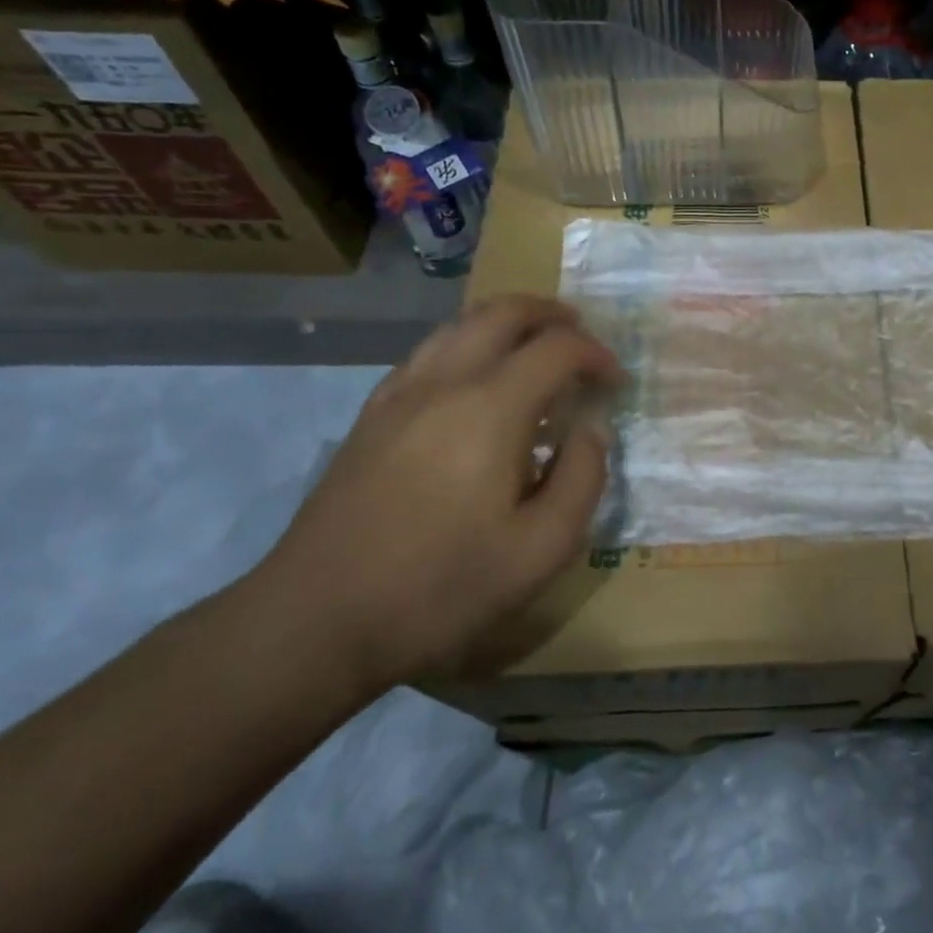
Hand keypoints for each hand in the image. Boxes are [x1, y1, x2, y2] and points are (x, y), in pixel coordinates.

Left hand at [254, 296, 621, 691]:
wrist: (316, 620)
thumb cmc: (441, 587)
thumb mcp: (541, 549)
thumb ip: (583, 478)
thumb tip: (592, 430)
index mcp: (491, 409)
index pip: (557, 348)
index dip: (596, 355)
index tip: (615, 382)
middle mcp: (444, 382)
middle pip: (503, 312)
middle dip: (552, 315)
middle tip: (582, 340)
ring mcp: (399, 395)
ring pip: (460, 325)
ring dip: (508, 324)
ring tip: (536, 352)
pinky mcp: (371, 416)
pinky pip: (428, 353)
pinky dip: (468, 346)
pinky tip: (477, 385)